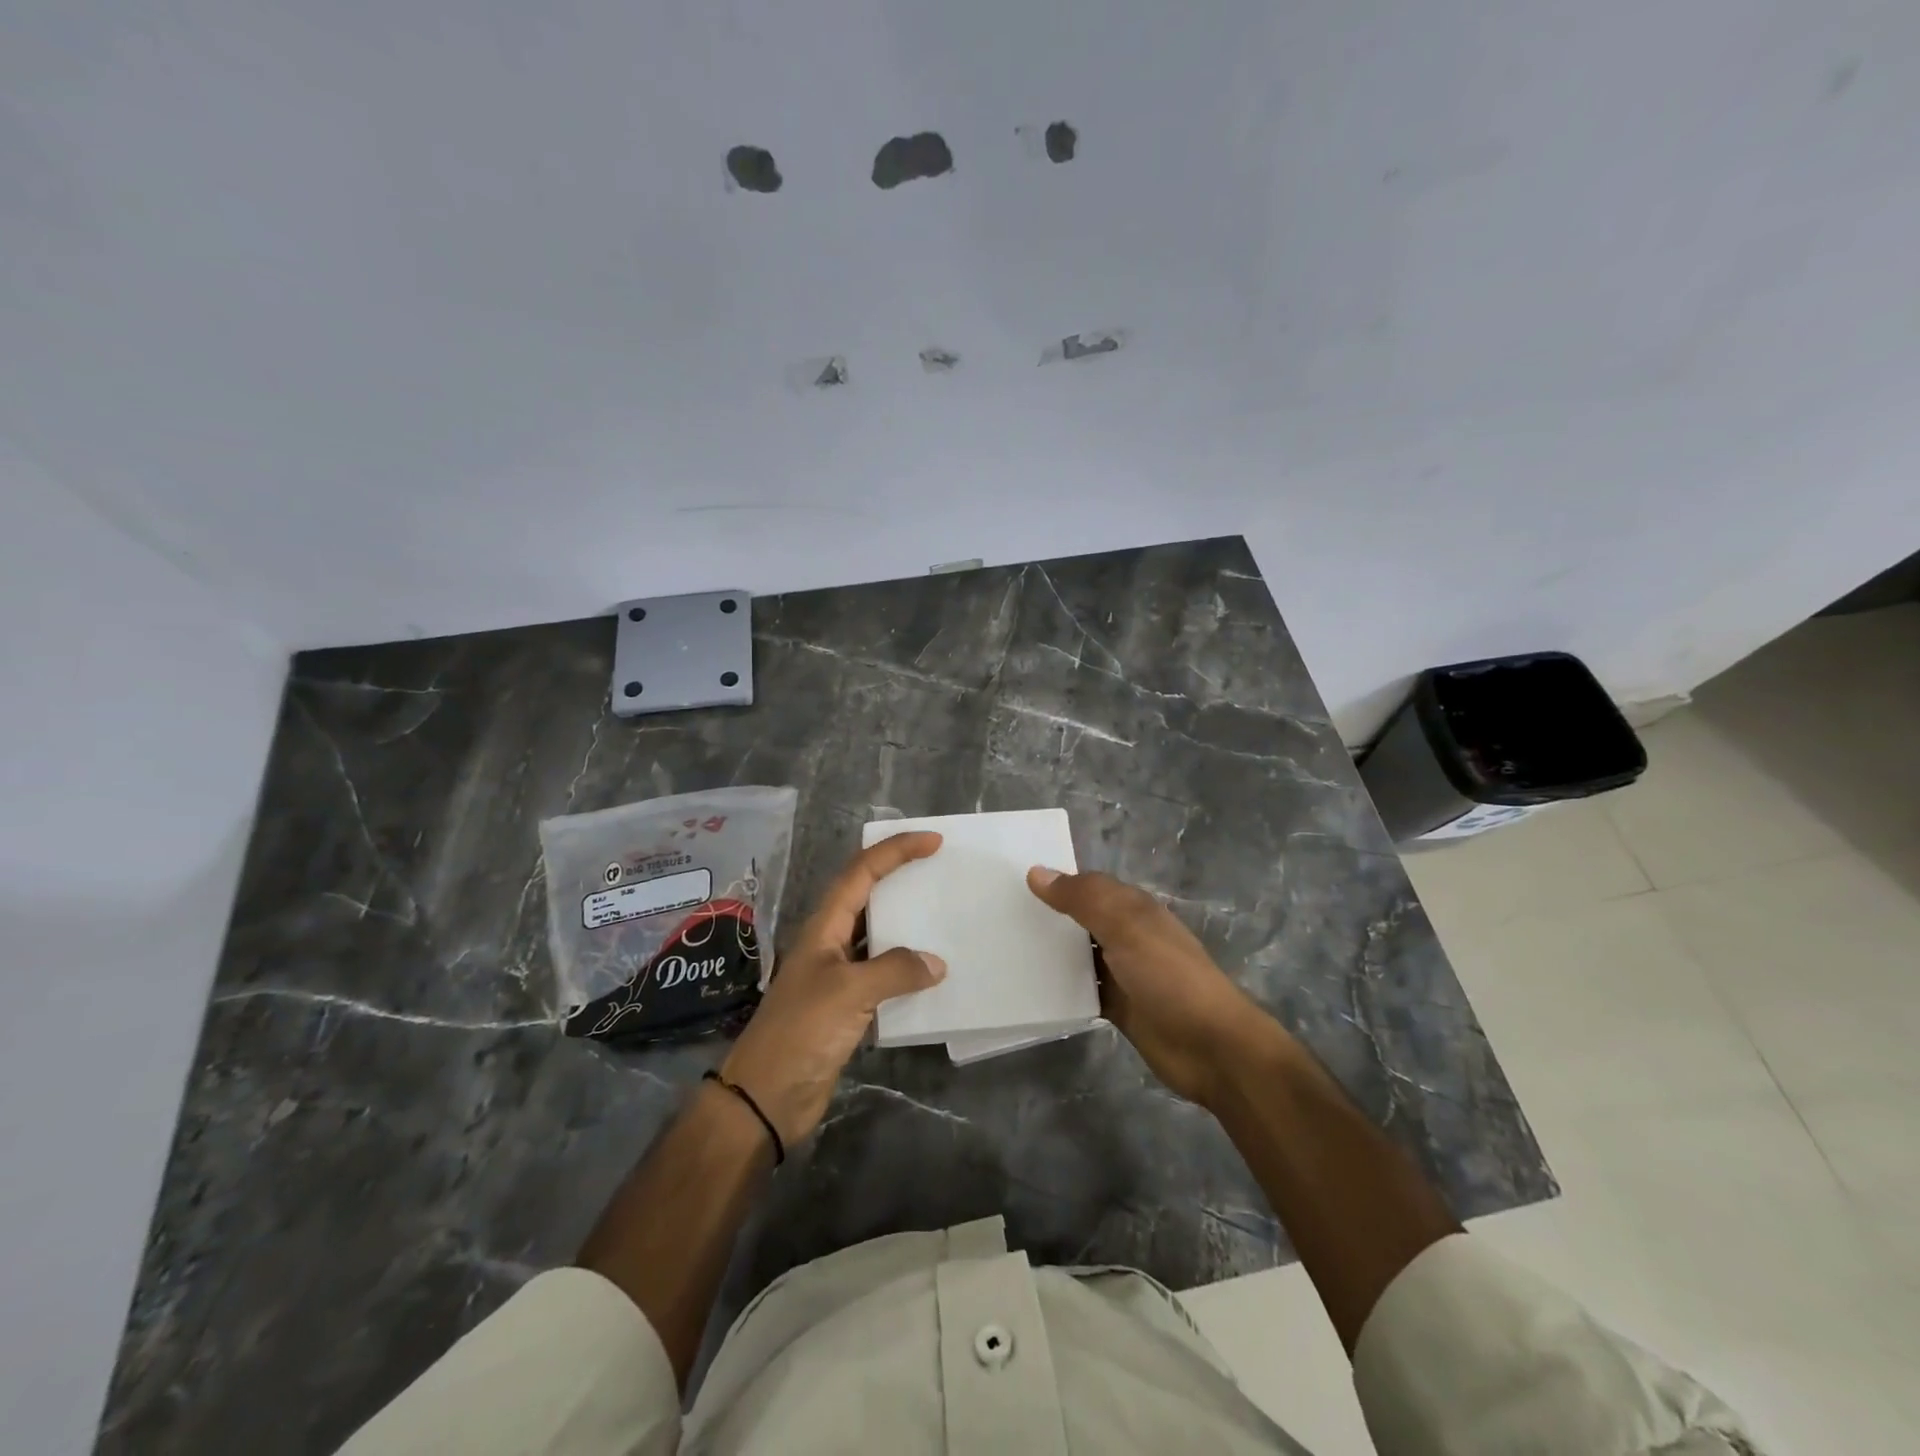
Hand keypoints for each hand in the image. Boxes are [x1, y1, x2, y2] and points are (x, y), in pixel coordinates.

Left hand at [721, 833, 946, 1143]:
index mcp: (824, 926)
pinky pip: (883, 974)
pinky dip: (907, 968)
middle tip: (941, 869)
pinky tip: (933, 975)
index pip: (861, 872)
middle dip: (901, 876)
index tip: (934, 842)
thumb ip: (895, 970)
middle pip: (868, 895)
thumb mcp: (849, 992)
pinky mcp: (847, 1007)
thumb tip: (936, 964)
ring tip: (944, 915)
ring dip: (907, 924)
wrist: (766, 1097)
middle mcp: (830, 942)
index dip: (896, 851)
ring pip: (877, 935)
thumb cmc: (801, 1032)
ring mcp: (838, 975)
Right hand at [1026, 867, 1272, 1108]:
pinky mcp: (1119, 1007)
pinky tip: (1028, 988)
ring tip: (1003, 949)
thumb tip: (1037, 872)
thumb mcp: (1125, 927)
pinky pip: (1082, 990)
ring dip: (1050, 953)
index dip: (1055, 881)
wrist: (1211, 1047)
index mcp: (1132, 908)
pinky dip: (1060, 988)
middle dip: (1047, 916)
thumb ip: (1082, 899)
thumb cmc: (1169, 976)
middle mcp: (1127, 935)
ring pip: (1078, 955)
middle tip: (996, 915)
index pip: (1087, 885)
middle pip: (1080, 919)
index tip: (1010, 881)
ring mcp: (1123, 973)